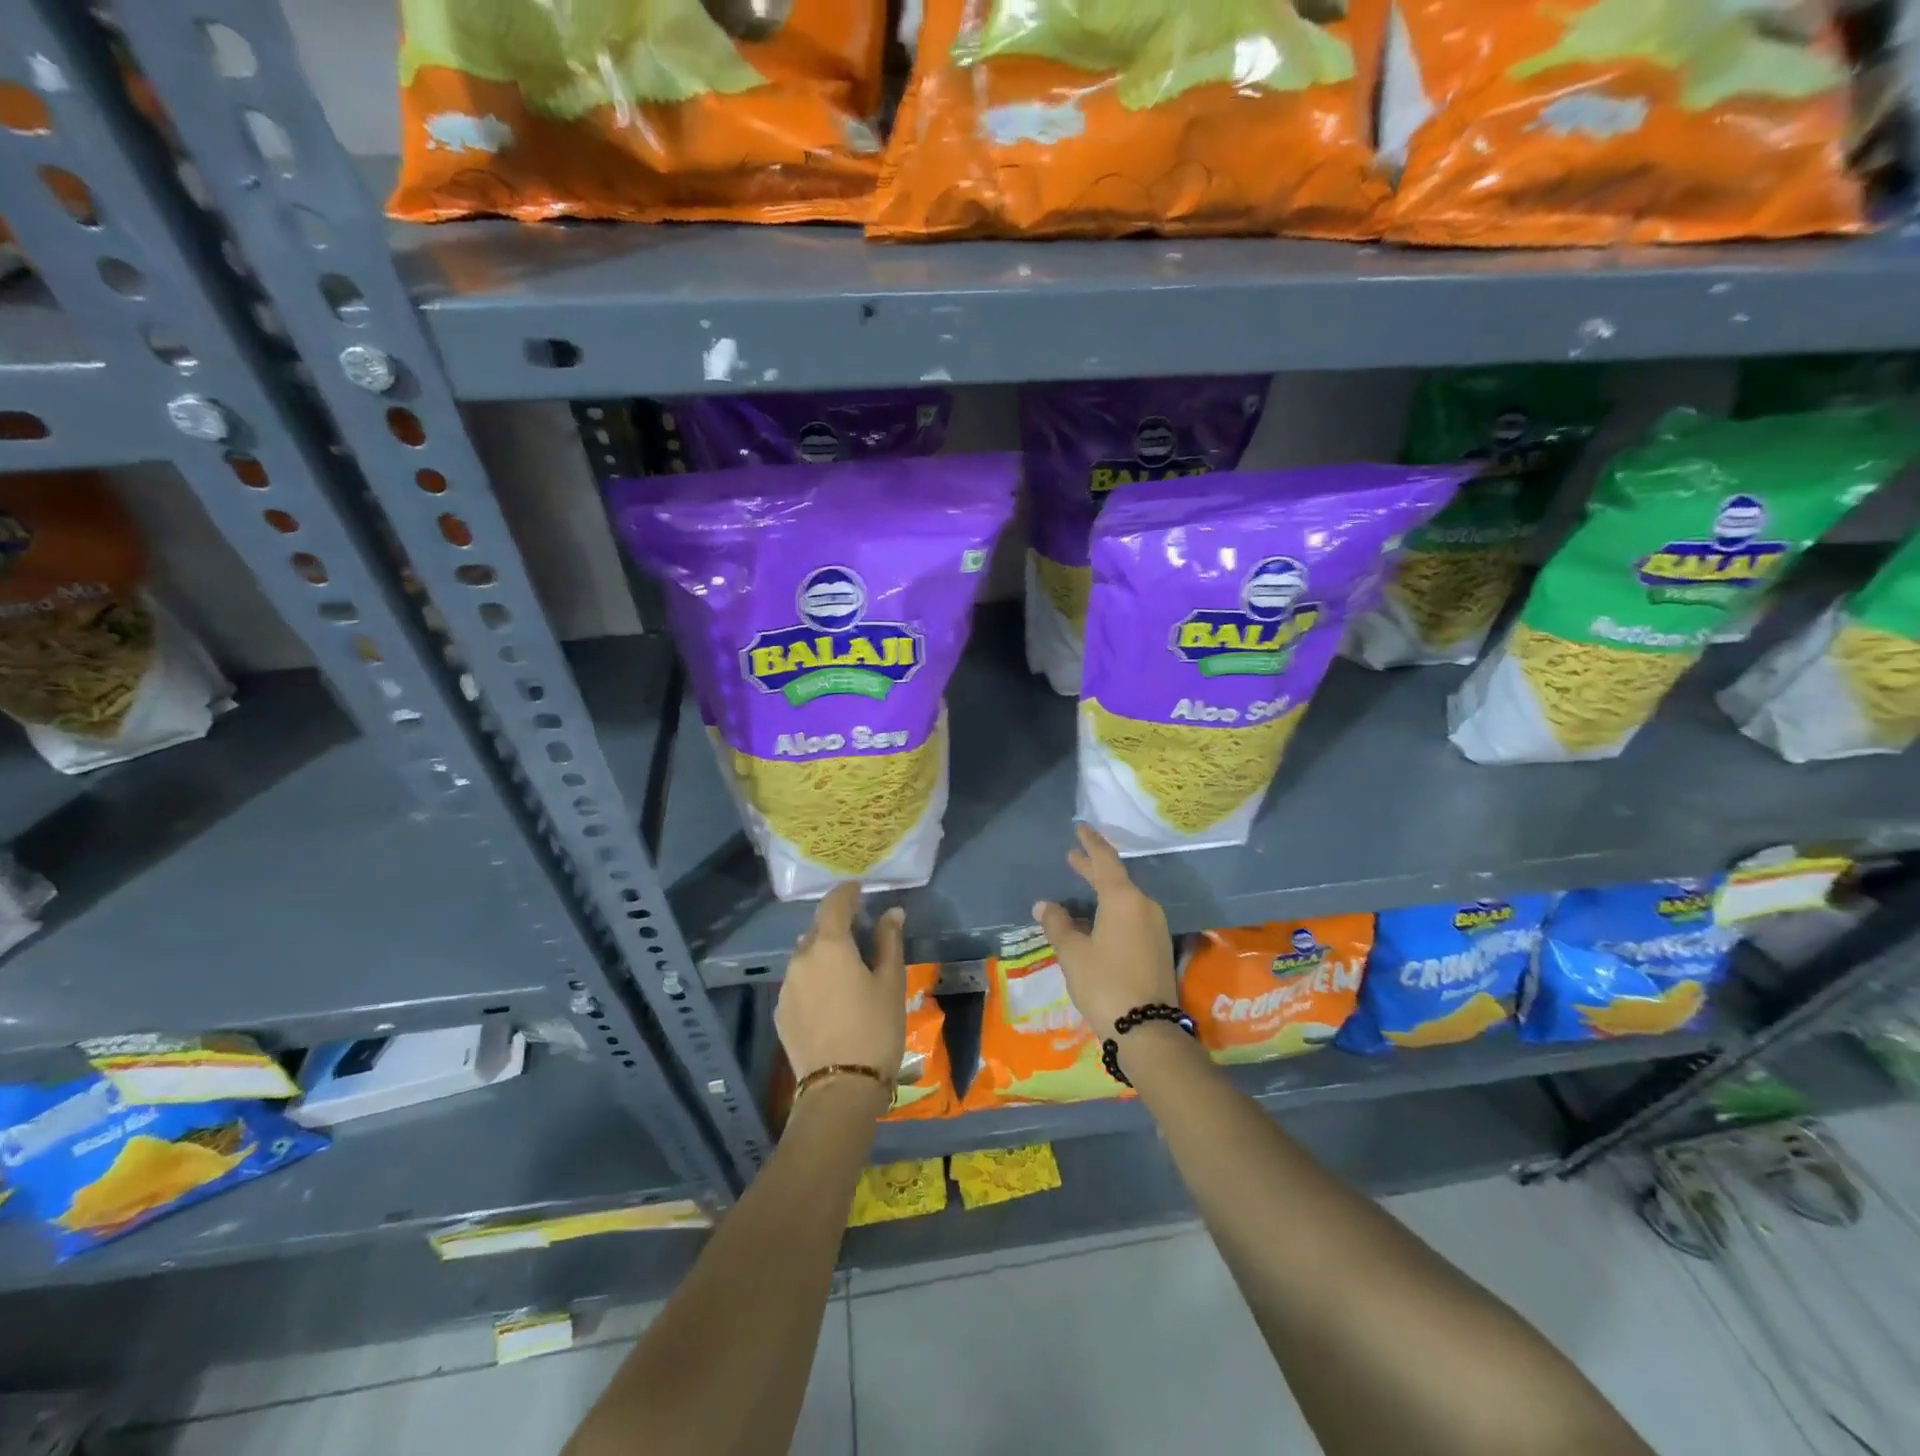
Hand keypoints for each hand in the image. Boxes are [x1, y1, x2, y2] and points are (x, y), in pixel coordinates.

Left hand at [776, 883, 906, 1089]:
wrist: (840, 1088)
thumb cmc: (875, 1029)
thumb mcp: (891, 983)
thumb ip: (889, 942)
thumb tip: (892, 912)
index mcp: (830, 945)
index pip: (834, 904)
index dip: (847, 892)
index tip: (859, 888)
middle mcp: (801, 958)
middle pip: (818, 930)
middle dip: (836, 925)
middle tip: (859, 932)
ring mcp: (787, 986)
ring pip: (805, 956)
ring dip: (823, 953)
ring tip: (845, 968)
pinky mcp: (781, 1012)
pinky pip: (799, 982)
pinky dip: (813, 979)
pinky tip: (830, 998)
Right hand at [1033, 824, 1176, 1035]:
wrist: (1147, 1029)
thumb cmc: (1105, 983)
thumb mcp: (1073, 954)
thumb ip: (1058, 924)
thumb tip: (1044, 905)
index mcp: (1123, 899)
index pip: (1105, 861)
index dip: (1091, 844)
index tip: (1080, 828)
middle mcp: (1144, 906)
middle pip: (1116, 878)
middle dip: (1093, 867)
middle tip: (1073, 857)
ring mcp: (1155, 927)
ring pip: (1125, 899)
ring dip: (1103, 890)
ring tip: (1083, 886)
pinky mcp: (1158, 947)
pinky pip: (1132, 916)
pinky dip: (1113, 909)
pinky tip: (1098, 919)